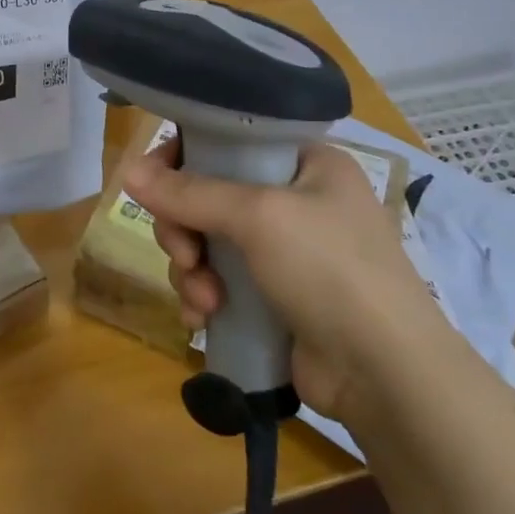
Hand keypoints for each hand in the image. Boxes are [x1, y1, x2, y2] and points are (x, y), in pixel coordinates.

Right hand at [122, 138, 454, 418]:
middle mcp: (293, 199)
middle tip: (186, 255)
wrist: (385, 374)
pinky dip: (202, 296)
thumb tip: (128, 171)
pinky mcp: (270, 295)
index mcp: (305, 163)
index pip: (227, 139)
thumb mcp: (259, 218)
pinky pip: (215, 280)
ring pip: (204, 241)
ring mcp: (282, 251)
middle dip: (184, 229)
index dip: (183, 157)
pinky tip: (204, 319)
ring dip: (191, 270)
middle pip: (206, 194)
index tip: (152, 184)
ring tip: (206, 300)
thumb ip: (190, 193)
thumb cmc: (330, 271)